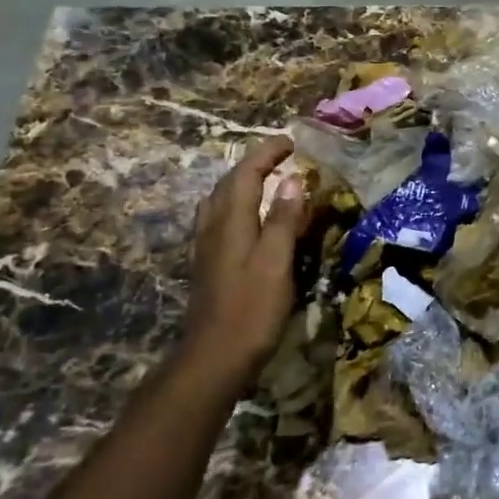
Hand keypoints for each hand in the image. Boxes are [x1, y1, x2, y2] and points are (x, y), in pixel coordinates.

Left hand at [179, 135, 308, 386]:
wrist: (215, 356)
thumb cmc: (252, 309)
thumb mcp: (276, 262)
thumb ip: (283, 219)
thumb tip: (292, 180)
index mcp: (231, 221)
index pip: (245, 173)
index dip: (266, 153)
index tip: (291, 142)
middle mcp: (213, 226)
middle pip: (228, 182)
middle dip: (254, 163)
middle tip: (282, 157)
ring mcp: (206, 246)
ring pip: (220, 200)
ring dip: (242, 182)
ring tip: (266, 181)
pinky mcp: (208, 263)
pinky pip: (219, 218)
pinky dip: (236, 204)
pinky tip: (248, 218)